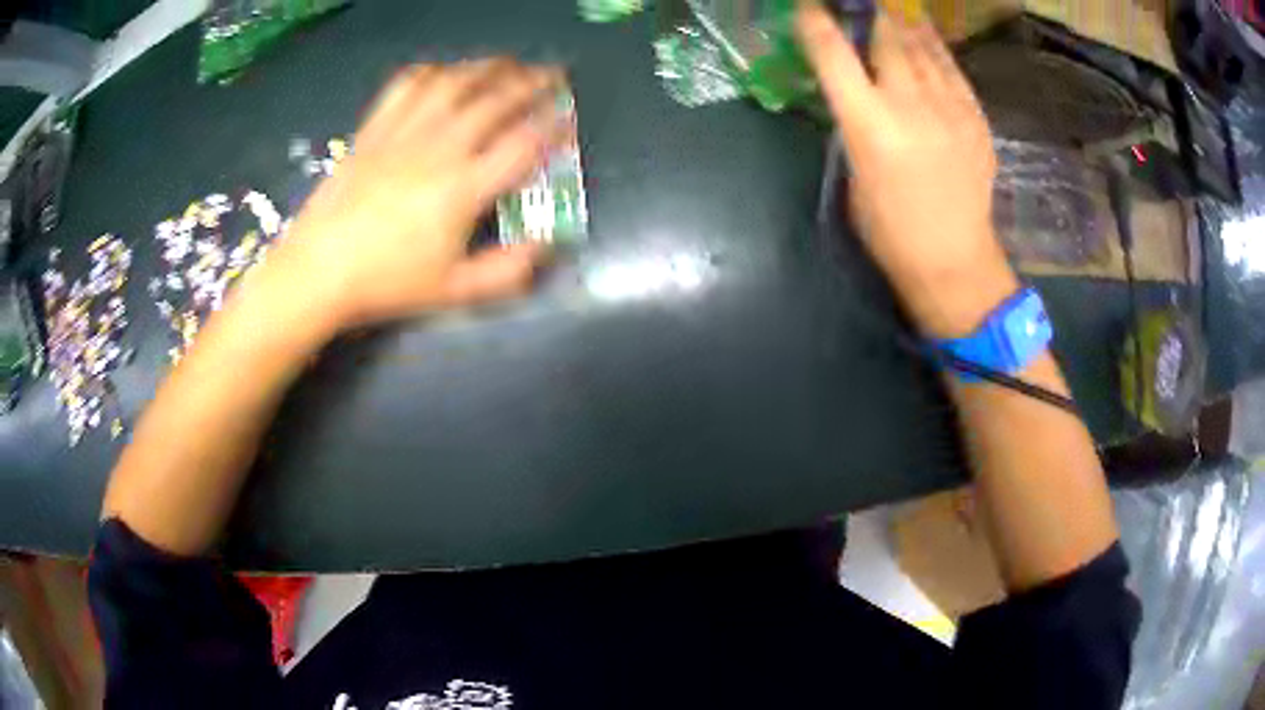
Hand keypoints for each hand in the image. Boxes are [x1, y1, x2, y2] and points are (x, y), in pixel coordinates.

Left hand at [256, 59, 565, 333]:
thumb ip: (506, 271)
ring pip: (454, 84)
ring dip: (488, 68)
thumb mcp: (454, 291)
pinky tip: (445, 72)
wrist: (318, 270)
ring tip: (508, 63)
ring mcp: (403, 133)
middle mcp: (439, 149)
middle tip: (552, 73)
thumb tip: (547, 245)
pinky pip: (406, 86)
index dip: (553, 125)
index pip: (522, 144)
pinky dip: (432, 72)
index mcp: (463, 189)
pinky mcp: (374, 129)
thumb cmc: (387, 282)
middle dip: (531, 83)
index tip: (569, 114)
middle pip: (494, 102)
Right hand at [796, 5, 1016, 335]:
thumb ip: (855, 125)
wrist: (953, 259)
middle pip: (884, 37)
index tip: (808, 9)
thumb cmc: (890, 230)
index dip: (816, 24)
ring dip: (900, 22)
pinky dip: (934, 47)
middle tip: (857, 6)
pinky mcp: (975, 118)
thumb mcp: (854, 174)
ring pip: (921, 46)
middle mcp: (909, 105)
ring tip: (890, 9)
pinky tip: (924, 36)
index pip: (833, 55)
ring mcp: (948, 108)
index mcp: (868, 124)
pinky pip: (951, 68)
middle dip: (866, 13)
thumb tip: (856, 93)